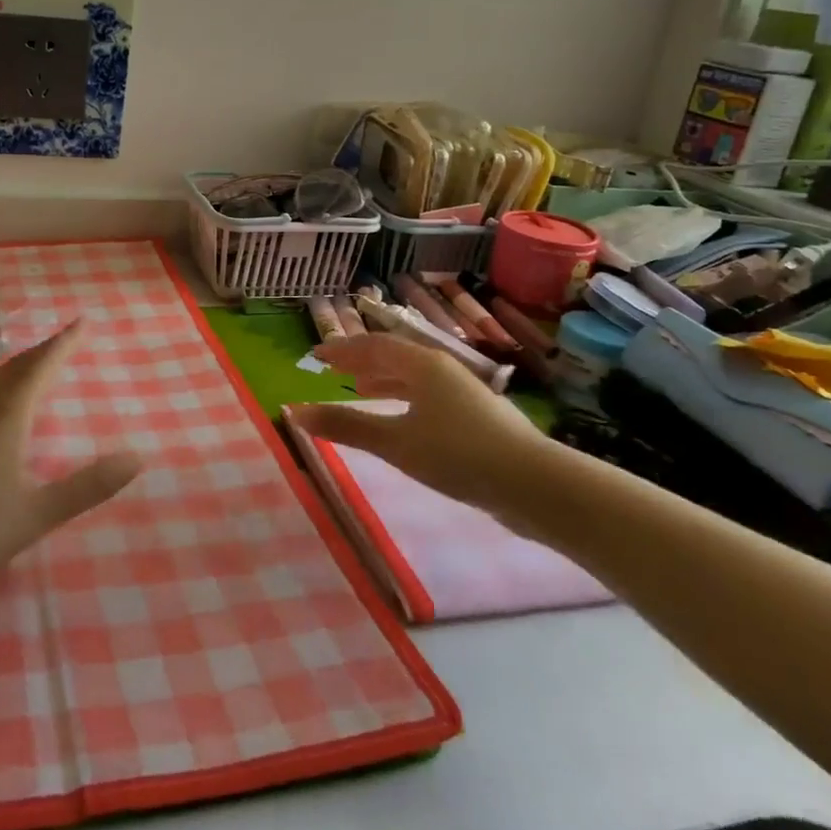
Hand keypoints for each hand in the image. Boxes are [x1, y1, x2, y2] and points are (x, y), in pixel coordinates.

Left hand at [0, 321, 142, 584]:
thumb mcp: (39, 512)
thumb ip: (90, 485)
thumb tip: (138, 456)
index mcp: (8, 413)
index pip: (42, 365)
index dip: (65, 343)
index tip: (81, 322)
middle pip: (14, 367)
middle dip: (40, 354)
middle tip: (59, 346)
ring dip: (11, 369)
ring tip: (24, 371)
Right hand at [292, 334, 551, 516]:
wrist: (534, 484)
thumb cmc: (458, 455)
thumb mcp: (395, 442)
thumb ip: (346, 426)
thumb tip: (296, 413)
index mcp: (422, 364)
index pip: (372, 345)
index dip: (342, 349)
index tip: (315, 355)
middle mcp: (442, 369)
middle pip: (394, 356)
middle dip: (362, 362)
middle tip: (333, 370)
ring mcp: (462, 391)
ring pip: (414, 376)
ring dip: (384, 380)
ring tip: (360, 391)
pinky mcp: (475, 416)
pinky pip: (427, 395)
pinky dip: (404, 398)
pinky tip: (402, 421)